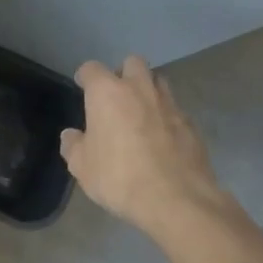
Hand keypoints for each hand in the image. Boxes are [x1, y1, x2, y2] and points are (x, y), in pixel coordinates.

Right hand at [60, 57, 233, 236]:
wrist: (176, 199)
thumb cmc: (119, 177)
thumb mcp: (82, 167)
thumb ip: (74, 146)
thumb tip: (72, 136)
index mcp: (107, 93)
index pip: (92, 69)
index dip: (85, 76)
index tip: (82, 86)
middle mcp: (139, 89)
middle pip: (133, 62)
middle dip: (123, 73)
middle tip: (116, 96)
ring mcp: (169, 104)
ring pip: (158, 82)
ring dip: (148, 91)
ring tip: (141, 114)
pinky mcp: (191, 124)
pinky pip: (175, 110)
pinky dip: (166, 117)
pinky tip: (162, 139)